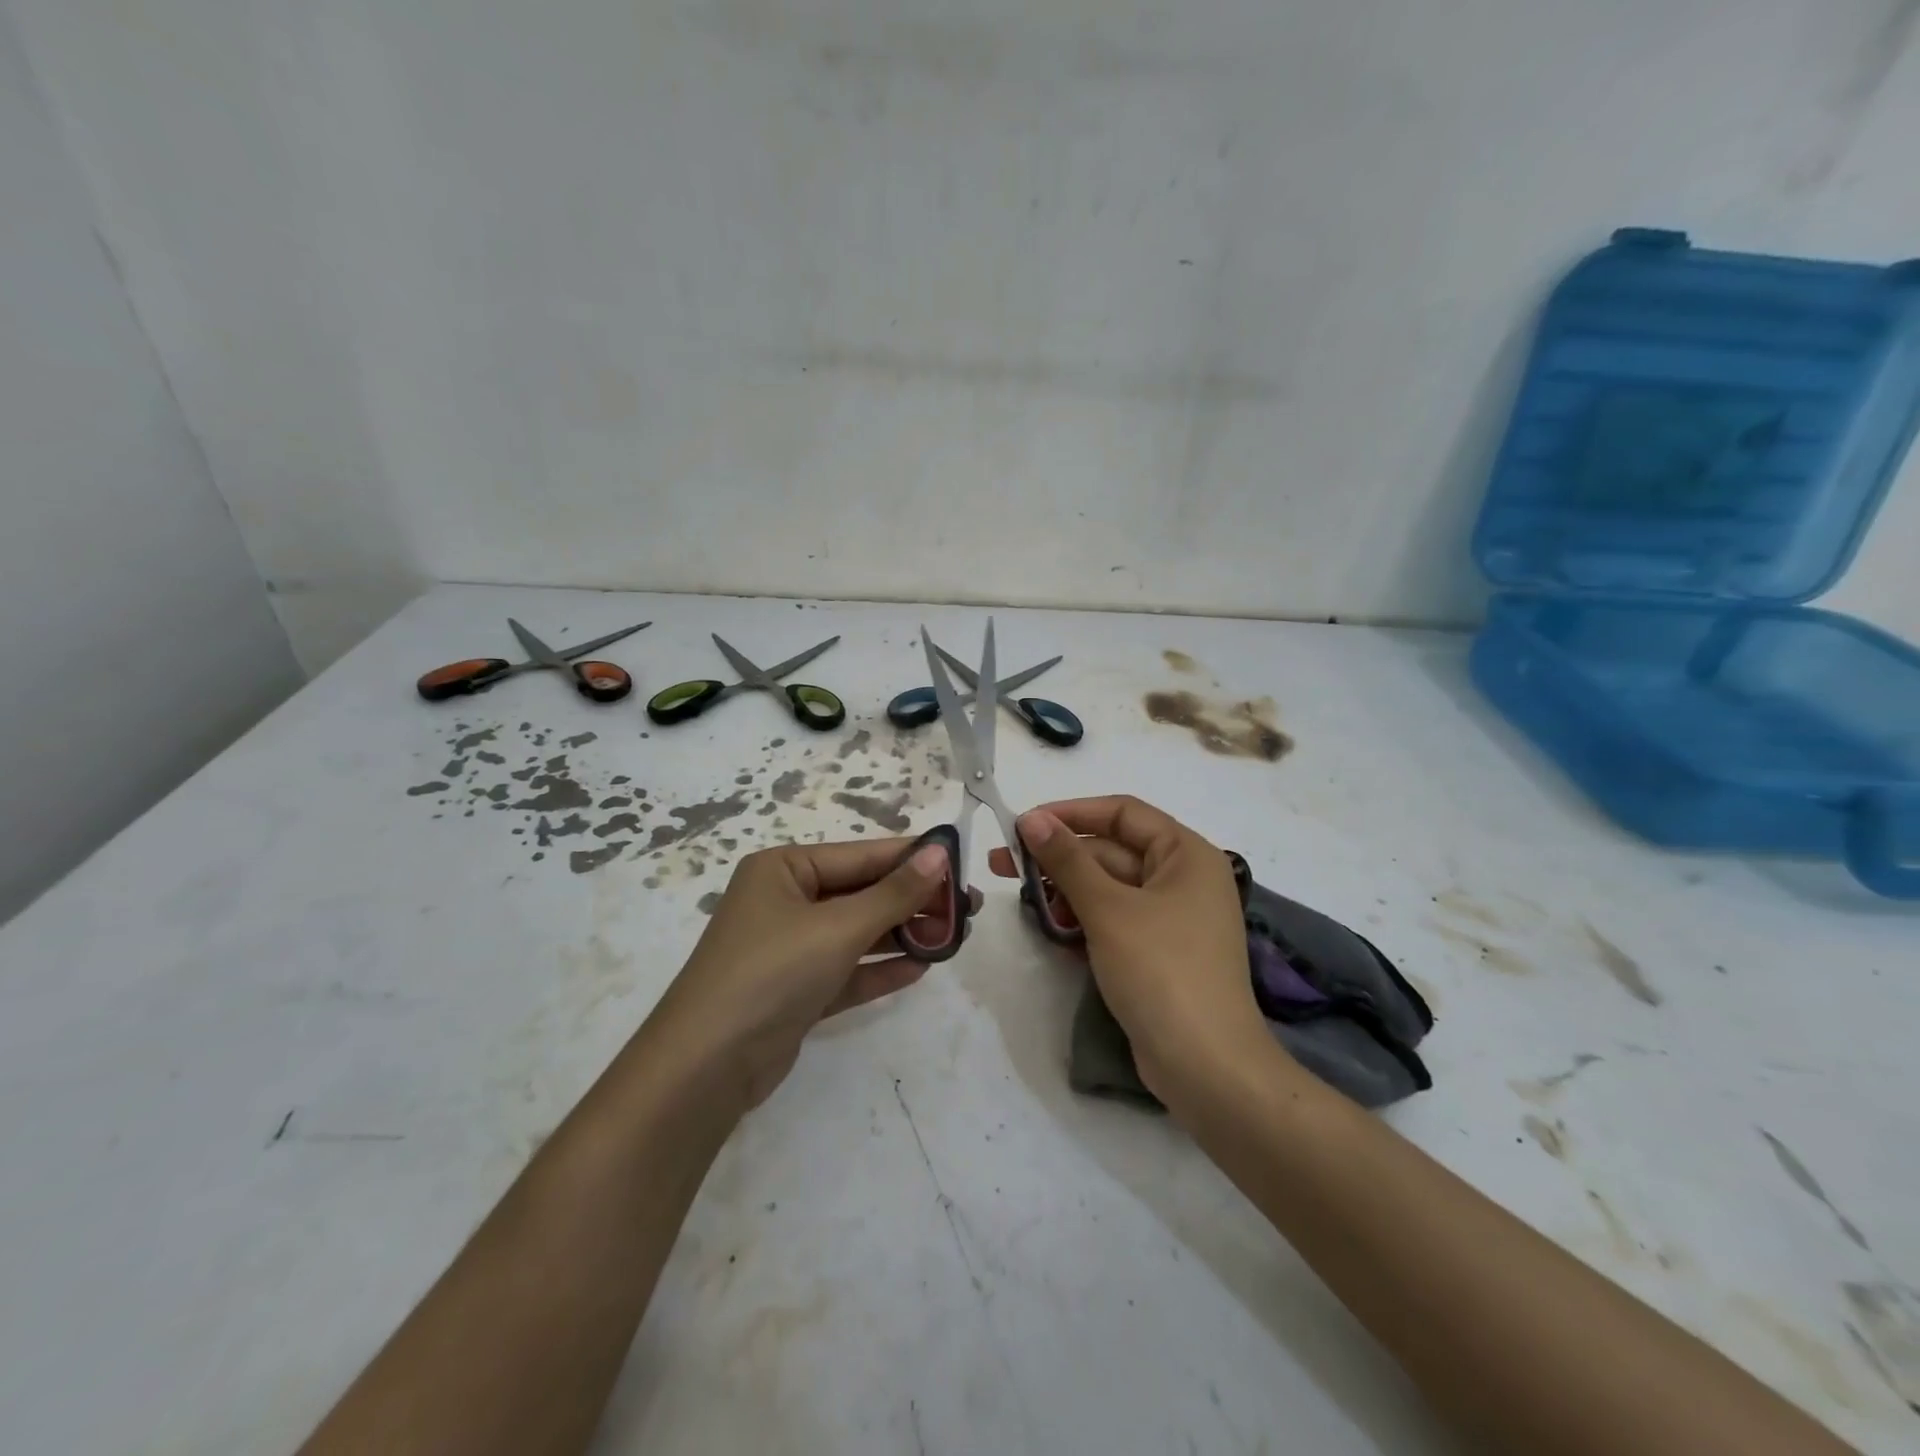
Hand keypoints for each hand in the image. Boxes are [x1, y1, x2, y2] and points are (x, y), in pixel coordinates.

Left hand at [650, 839, 976, 1110]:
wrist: (705, 1068)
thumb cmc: (771, 972)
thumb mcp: (838, 927)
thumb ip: (893, 893)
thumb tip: (940, 852)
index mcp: (784, 869)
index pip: (862, 855)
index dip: (913, 859)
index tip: (962, 862)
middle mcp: (785, 901)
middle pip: (862, 894)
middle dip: (912, 902)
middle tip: (969, 909)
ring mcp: (789, 948)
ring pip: (857, 933)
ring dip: (901, 935)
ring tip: (954, 937)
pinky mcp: (796, 990)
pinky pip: (846, 970)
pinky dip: (879, 969)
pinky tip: (920, 968)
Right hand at [987, 795, 1277, 1109]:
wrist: (1207, 1068)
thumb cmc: (1161, 971)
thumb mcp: (1108, 909)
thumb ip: (1068, 860)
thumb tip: (1031, 819)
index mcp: (1186, 854)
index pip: (1123, 813)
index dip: (1071, 813)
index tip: (1023, 824)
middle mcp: (1183, 878)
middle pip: (1112, 851)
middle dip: (1059, 857)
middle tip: (1002, 864)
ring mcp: (1172, 919)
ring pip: (1109, 888)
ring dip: (1066, 890)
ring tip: (1019, 898)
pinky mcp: (1158, 953)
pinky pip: (1115, 920)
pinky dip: (1083, 919)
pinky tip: (1049, 927)